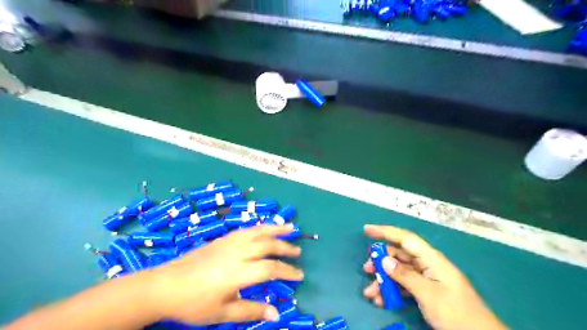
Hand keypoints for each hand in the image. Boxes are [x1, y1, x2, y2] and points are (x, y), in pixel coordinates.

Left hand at [148, 224, 302, 324]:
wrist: (166, 285)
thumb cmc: (193, 303)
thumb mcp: (222, 313)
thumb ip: (250, 310)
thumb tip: (276, 313)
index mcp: (237, 273)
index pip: (270, 269)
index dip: (287, 271)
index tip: (299, 275)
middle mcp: (236, 253)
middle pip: (267, 246)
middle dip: (285, 248)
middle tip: (298, 252)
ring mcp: (229, 243)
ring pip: (258, 231)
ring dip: (276, 229)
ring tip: (290, 228)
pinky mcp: (223, 238)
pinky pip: (246, 229)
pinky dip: (260, 227)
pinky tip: (265, 228)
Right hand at [363, 225, 504, 328]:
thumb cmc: (457, 314)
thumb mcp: (429, 295)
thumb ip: (405, 275)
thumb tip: (384, 260)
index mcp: (431, 259)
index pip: (405, 238)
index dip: (385, 231)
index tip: (366, 230)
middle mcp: (428, 265)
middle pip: (399, 255)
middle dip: (381, 261)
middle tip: (366, 270)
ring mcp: (427, 279)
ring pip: (399, 272)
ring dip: (384, 280)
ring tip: (371, 294)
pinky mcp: (426, 292)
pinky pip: (404, 285)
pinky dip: (393, 291)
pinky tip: (382, 300)